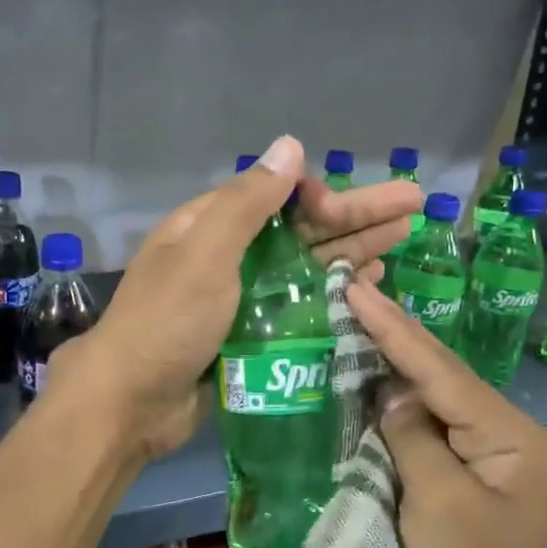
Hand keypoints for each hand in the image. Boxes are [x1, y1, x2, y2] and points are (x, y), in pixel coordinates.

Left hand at [54, 135, 420, 460]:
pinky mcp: (249, 335)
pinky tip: (365, 288)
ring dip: (350, 252)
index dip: (318, 195)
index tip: (347, 208)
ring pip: (304, 266)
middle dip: (355, 216)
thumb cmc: (167, 322)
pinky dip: (331, 294)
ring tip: (400, 244)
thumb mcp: (205, 254)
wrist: (131, 402)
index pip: (275, 195)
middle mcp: (226, 256)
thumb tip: (290, 145)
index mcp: (209, 226)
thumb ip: (248, 203)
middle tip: (415, 206)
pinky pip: (298, 305)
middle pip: (300, 228)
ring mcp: (238, 298)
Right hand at [344, 279, 546, 547]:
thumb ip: (413, 437)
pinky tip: (374, 392)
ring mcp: (492, 467)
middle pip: (442, 381)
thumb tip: (391, 397)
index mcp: (514, 438)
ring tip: (357, 328)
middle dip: (395, 341)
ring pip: (435, 408)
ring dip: (394, 376)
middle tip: (353, 297)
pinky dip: (399, 418)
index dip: (393, 328)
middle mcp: (509, 442)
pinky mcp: (471, 491)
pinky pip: (431, 440)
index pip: (442, 371)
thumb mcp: (438, 505)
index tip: (356, 288)